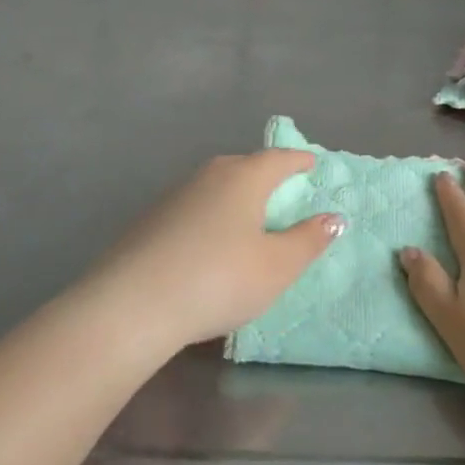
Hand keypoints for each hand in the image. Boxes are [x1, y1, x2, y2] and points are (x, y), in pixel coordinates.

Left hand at [91, 150, 343, 350]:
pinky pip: (194, 207)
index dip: (299, 161)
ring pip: (216, 186)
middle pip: (245, 166)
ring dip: (236, 197)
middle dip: (267, 175)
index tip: (312, 163)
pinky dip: (211, 216)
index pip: (279, 158)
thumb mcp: (277, 267)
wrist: (130, 306)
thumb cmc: (218, 280)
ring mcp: (175, 195)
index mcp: (244, 177)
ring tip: (248, 219)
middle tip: (284, 192)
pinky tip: (209, 243)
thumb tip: (333, 217)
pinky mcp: (150, 220)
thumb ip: (308, 240)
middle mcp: (209, 175)